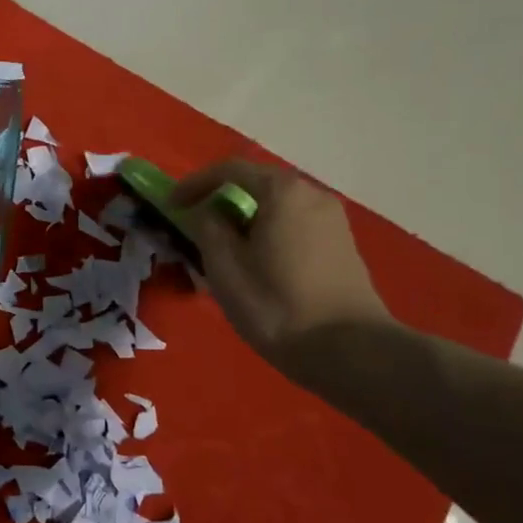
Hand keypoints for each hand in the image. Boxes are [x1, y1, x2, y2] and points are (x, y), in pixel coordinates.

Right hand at [171, 159, 391, 358]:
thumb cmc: (277, 306)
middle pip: (257, 185)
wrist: (352, 351)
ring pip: (277, 208)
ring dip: (246, 220)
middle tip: (195, 226)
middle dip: (222, 202)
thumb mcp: (225, 268)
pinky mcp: (342, 246)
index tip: (171, 205)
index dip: (194, 184)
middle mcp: (312, 194)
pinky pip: (295, 225)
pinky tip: (258, 264)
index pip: (229, 170)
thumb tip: (207, 212)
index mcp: (283, 192)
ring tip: (224, 250)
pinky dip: (269, 233)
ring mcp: (333, 220)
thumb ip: (208, 228)